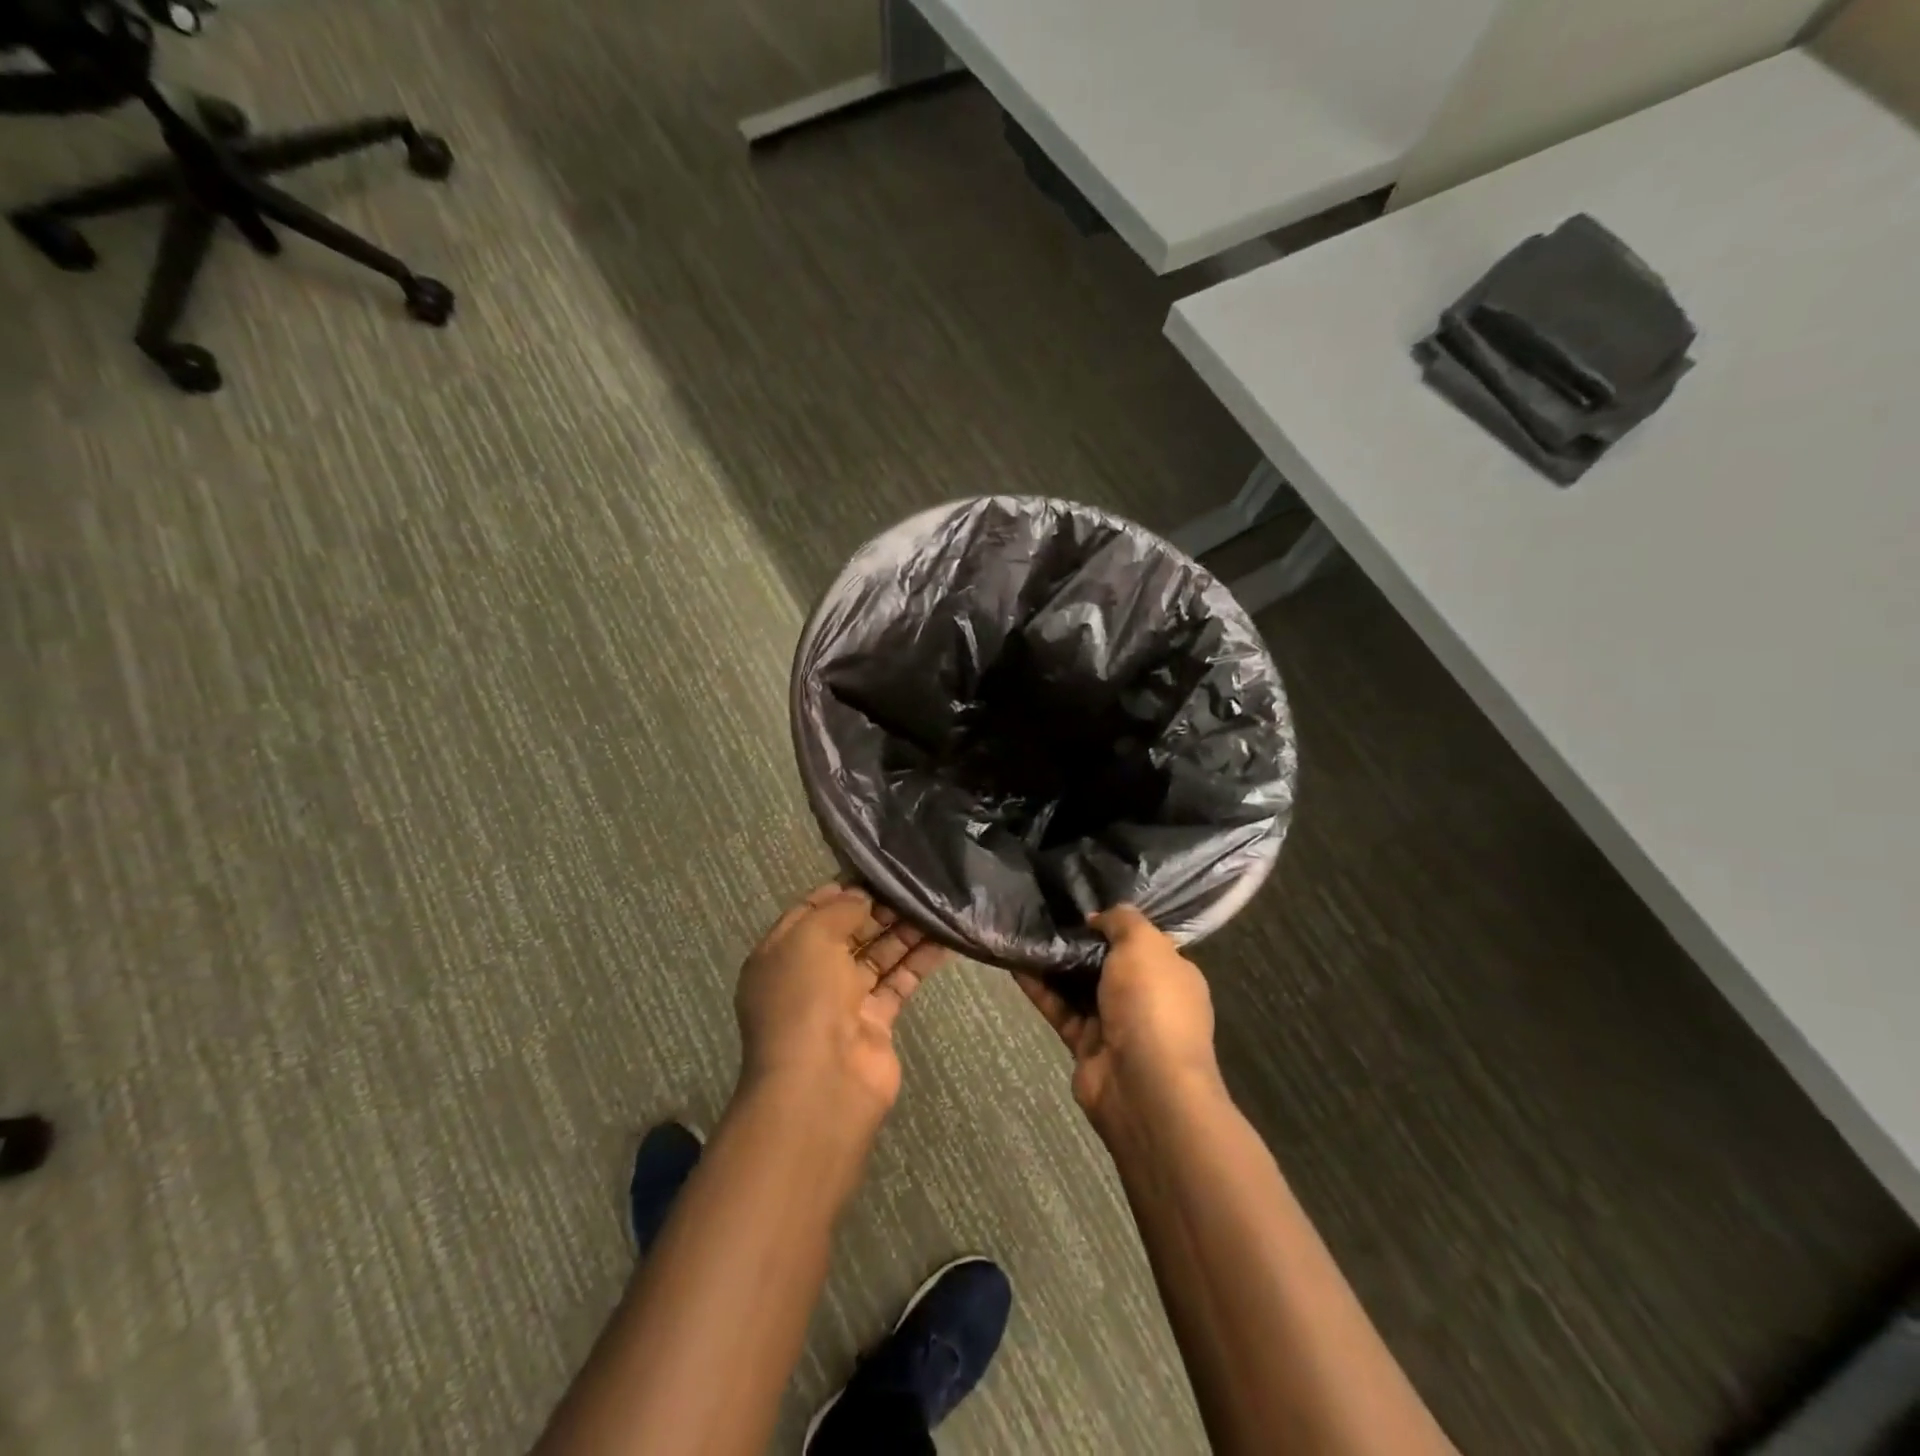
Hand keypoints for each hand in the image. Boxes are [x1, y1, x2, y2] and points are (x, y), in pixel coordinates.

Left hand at [734, 883, 947, 1131]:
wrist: (821, 1083)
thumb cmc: (804, 998)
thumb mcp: (811, 937)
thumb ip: (839, 910)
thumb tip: (861, 897)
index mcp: (781, 954)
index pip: (811, 912)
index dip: (841, 892)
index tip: (876, 872)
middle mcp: (810, 976)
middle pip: (848, 933)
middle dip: (878, 909)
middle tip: (913, 887)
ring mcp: (843, 1002)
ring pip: (877, 956)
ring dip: (903, 932)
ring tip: (935, 905)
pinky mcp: (875, 1023)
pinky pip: (898, 983)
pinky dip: (919, 961)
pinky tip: (944, 939)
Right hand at [1016, 906, 1222, 1129]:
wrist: (1144, 1086)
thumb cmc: (1153, 1003)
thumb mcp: (1144, 944)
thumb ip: (1123, 921)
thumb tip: (1098, 917)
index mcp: (1171, 974)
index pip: (1144, 942)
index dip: (1116, 923)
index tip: (1083, 903)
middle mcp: (1146, 999)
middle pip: (1108, 964)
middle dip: (1080, 942)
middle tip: (1046, 913)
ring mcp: (1116, 1025)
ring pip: (1079, 987)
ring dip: (1054, 963)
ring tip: (1024, 932)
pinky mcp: (1086, 1046)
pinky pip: (1059, 1009)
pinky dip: (1039, 989)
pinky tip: (1015, 963)